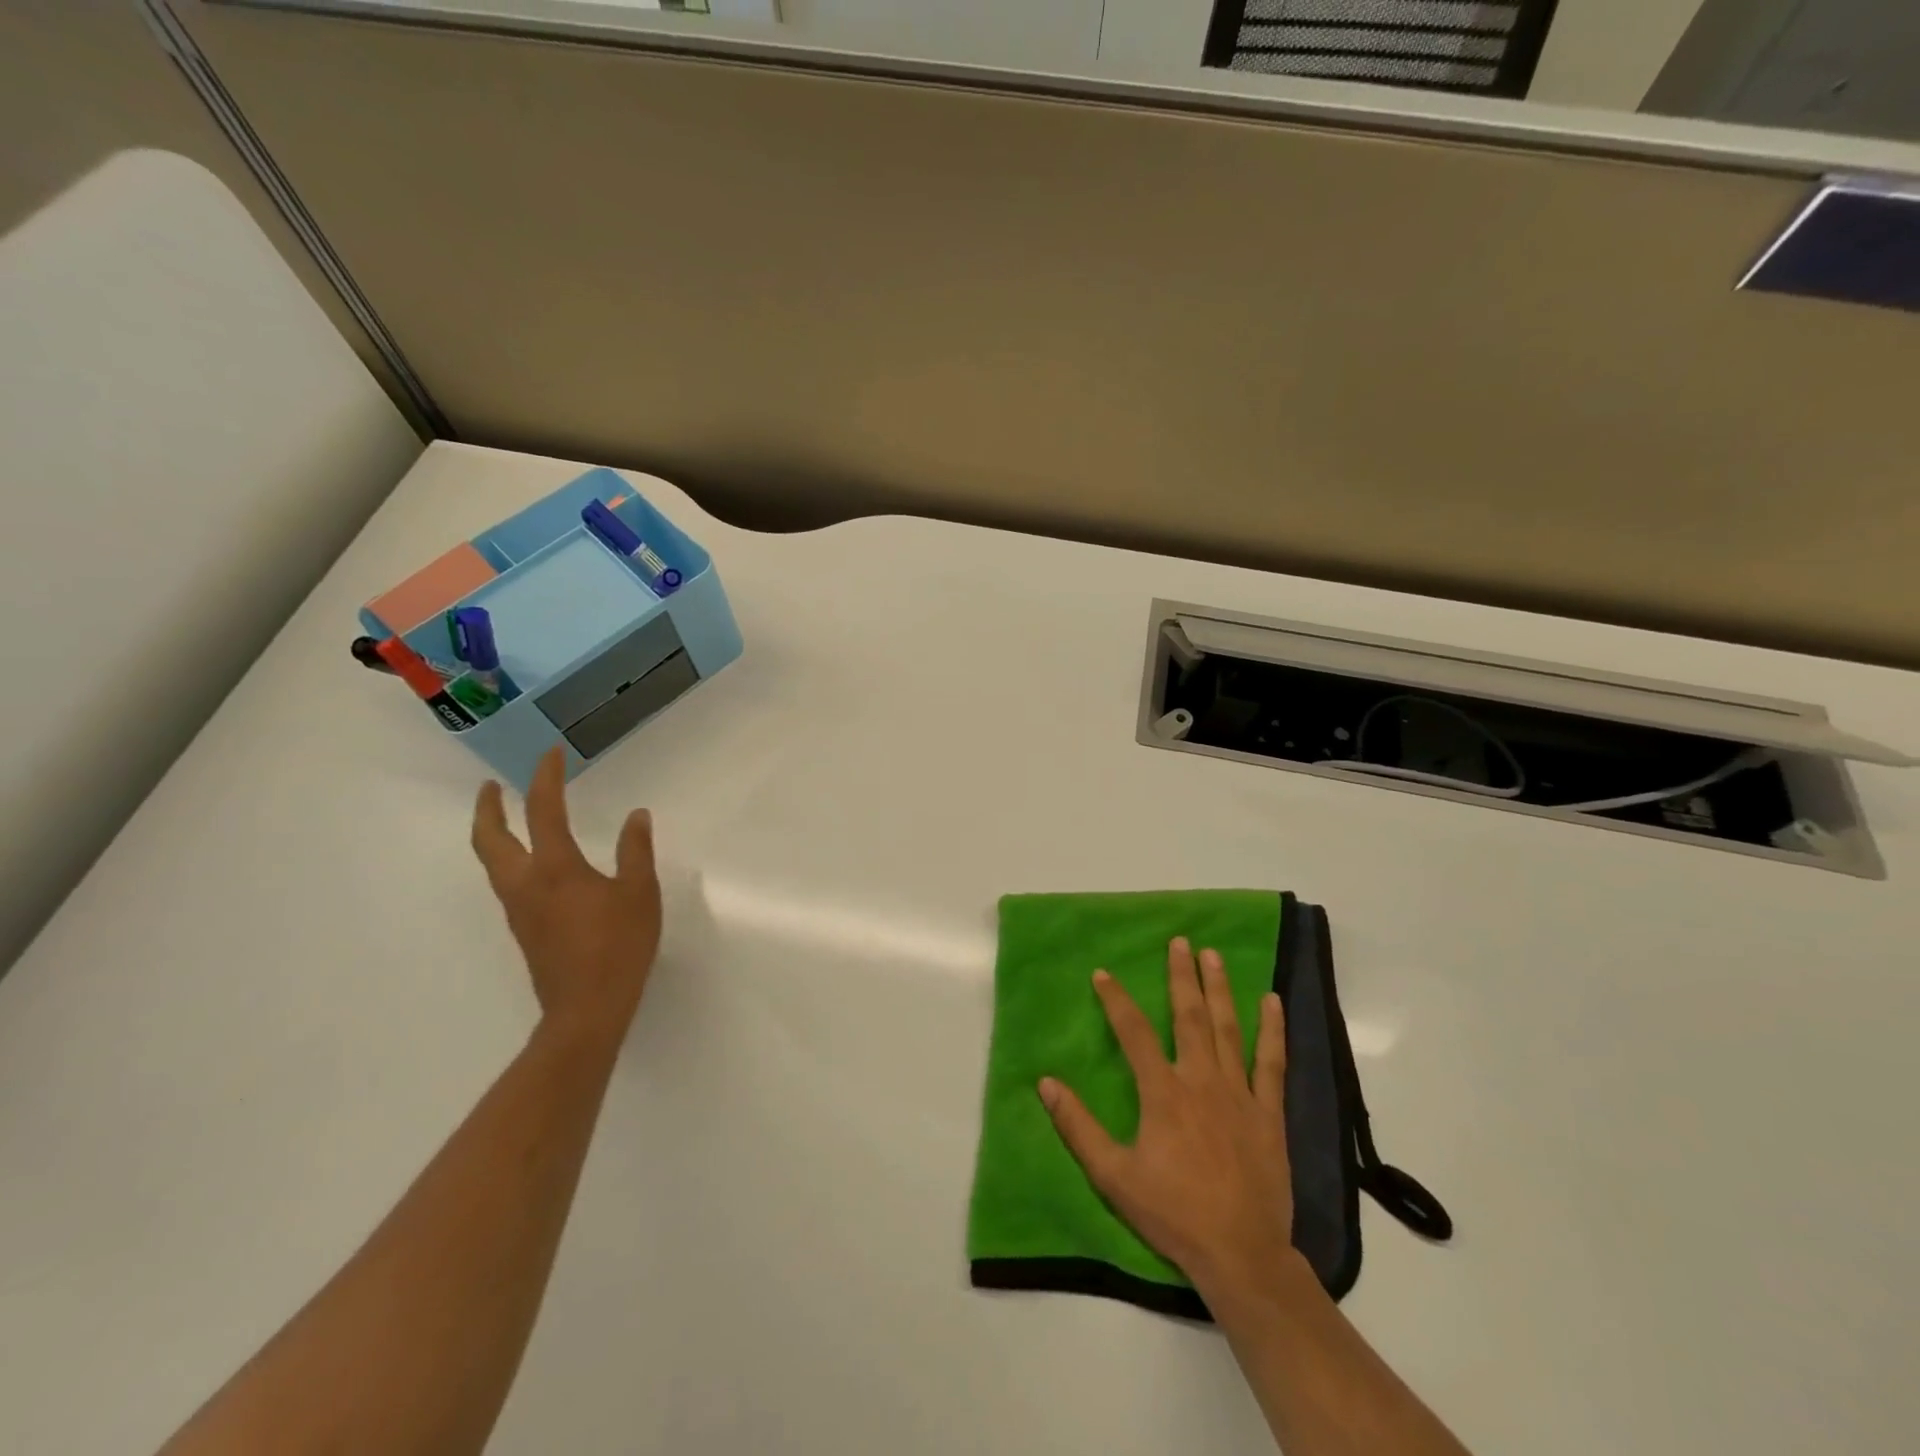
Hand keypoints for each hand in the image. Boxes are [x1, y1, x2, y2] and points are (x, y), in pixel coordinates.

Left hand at [470, 747, 661, 1044]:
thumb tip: (636, 816)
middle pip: (490, 839)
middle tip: (493, 786)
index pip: (543, 811)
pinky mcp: (524, 929)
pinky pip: (506, 881)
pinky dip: (508, 857)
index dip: (545, 779)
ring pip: (492, 862)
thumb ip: (635, 851)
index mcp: (554, 868)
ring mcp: (519, 909)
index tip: (550, 754)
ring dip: (493, 833)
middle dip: (489, 808)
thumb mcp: (639, 893)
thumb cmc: (618, 946)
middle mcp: (525, 884)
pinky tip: (532, 863)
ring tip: (506, 817)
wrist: (586, 1008)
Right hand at [1039, 938, 1297, 1301]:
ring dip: (1219, 989)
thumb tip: (1045, 1083)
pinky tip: (1273, 1002)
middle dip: (1181, 976)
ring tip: (1214, 955)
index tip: (1102, 973)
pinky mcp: (1269, 1112)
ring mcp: (1239, 1093)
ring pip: (1228, 1029)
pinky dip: (1273, 1030)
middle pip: (1189, 1016)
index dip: (1116, 1000)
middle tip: (1180, 941)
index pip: (1134, 1033)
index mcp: (1163, 1092)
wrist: (1241, 1254)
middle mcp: (1201, 1080)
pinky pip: (1272, 1062)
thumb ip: (1078, 1127)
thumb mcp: (1112, 1175)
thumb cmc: (1173, 1213)